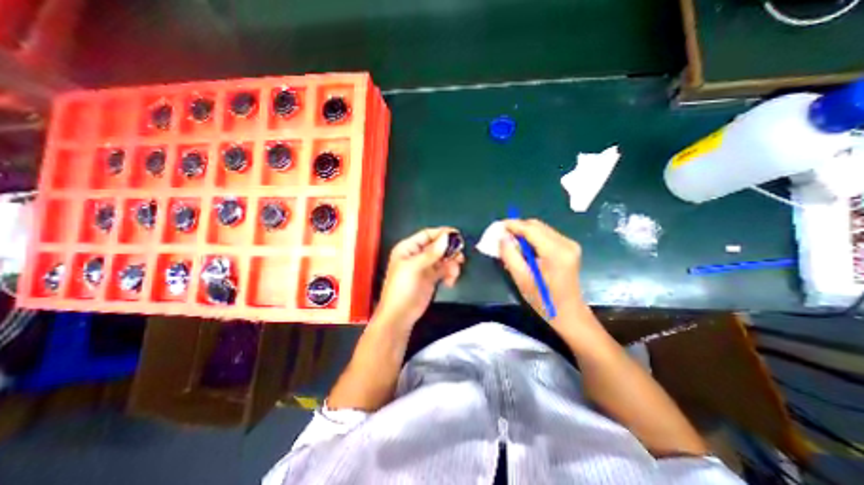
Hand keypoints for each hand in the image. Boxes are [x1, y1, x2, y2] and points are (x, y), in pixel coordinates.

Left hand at [374, 227, 461, 328]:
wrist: (400, 315)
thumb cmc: (402, 288)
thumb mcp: (414, 268)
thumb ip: (431, 253)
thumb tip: (447, 237)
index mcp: (408, 248)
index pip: (427, 234)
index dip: (442, 233)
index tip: (457, 235)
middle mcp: (417, 255)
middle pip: (438, 246)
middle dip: (449, 251)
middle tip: (460, 257)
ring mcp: (425, 266)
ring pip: (444, 258)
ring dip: (452, 264)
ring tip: (453, 273)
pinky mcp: (432, 277)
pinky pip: (445, 270)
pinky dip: (450, 273)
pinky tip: (450, 281)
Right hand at [500, 219, 587, 322]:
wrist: (569, 313)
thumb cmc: (544, 300)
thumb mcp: (522, 279)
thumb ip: (510, 256)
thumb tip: (502, 237)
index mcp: (556, 252)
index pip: (531, 229)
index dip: (513, 225)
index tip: (497, 226)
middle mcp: (565, 243)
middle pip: (536, 225)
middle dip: (517, 228)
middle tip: (502, 237)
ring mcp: (569, 244)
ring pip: (540, 229)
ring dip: (524, 233)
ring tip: (511, 245)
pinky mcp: (569, 247)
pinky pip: (546, 235)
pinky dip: (532, 238)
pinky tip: (524, 249)